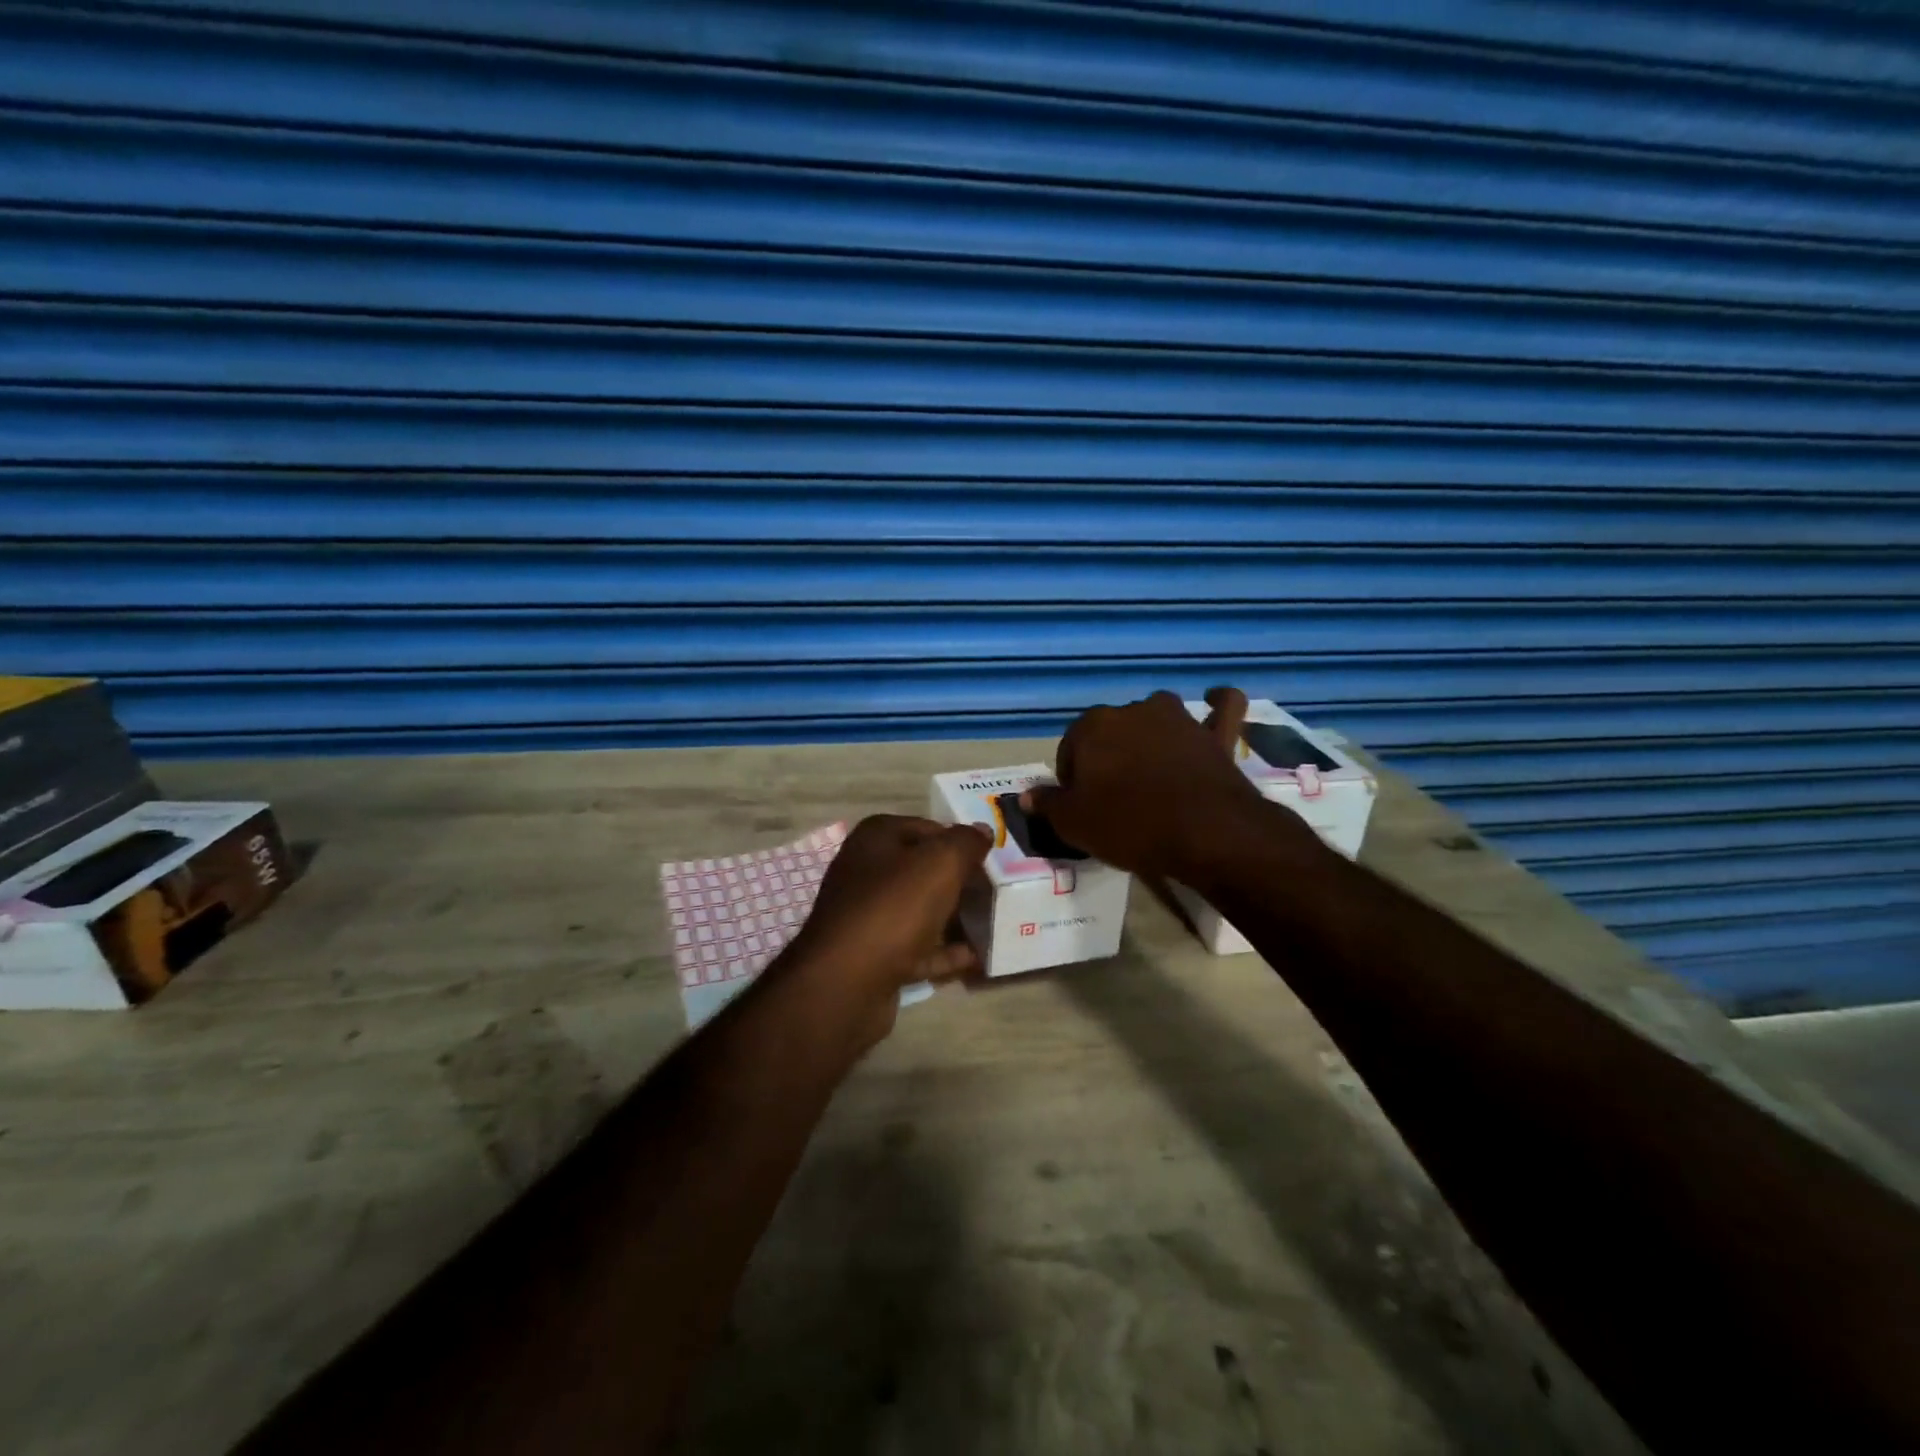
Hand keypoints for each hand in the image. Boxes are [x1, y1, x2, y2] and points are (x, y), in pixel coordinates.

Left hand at [778, 815, 990, 1041]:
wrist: (845, 983)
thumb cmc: (893, 908)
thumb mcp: (940, 863)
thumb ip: (966, 842)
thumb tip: (983, 830)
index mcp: (876, 838)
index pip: (928, 828)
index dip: (960, 841)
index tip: (992, 858)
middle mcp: (866, 870)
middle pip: (923, 868)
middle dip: (959, 879)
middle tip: (996, 889)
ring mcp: (867, 915)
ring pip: (920, 909)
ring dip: (953, 916)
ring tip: (993, 921)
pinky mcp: (873, 955)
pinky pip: (918, 947)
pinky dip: (944, 952)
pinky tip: (976, 957)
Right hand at [1023, 687, 1307, 880]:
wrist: (1205, 833)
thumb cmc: (1129, 825)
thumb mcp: (1073, 824)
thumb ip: (1048, 804)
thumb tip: (1026, 795)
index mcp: (1093, 726)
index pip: (1071, 747)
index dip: (1073, 778)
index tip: (1082, 805)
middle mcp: (1134, 711)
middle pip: (1112, 731)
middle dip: (1109, 756)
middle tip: (1115, 797)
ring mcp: (1179, 719)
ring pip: (1158, 716)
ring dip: (1152, 732)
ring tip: (1152, 769)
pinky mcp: (1216, 734)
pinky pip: (1222, 708)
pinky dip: (1217, 704)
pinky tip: (1213, 702)